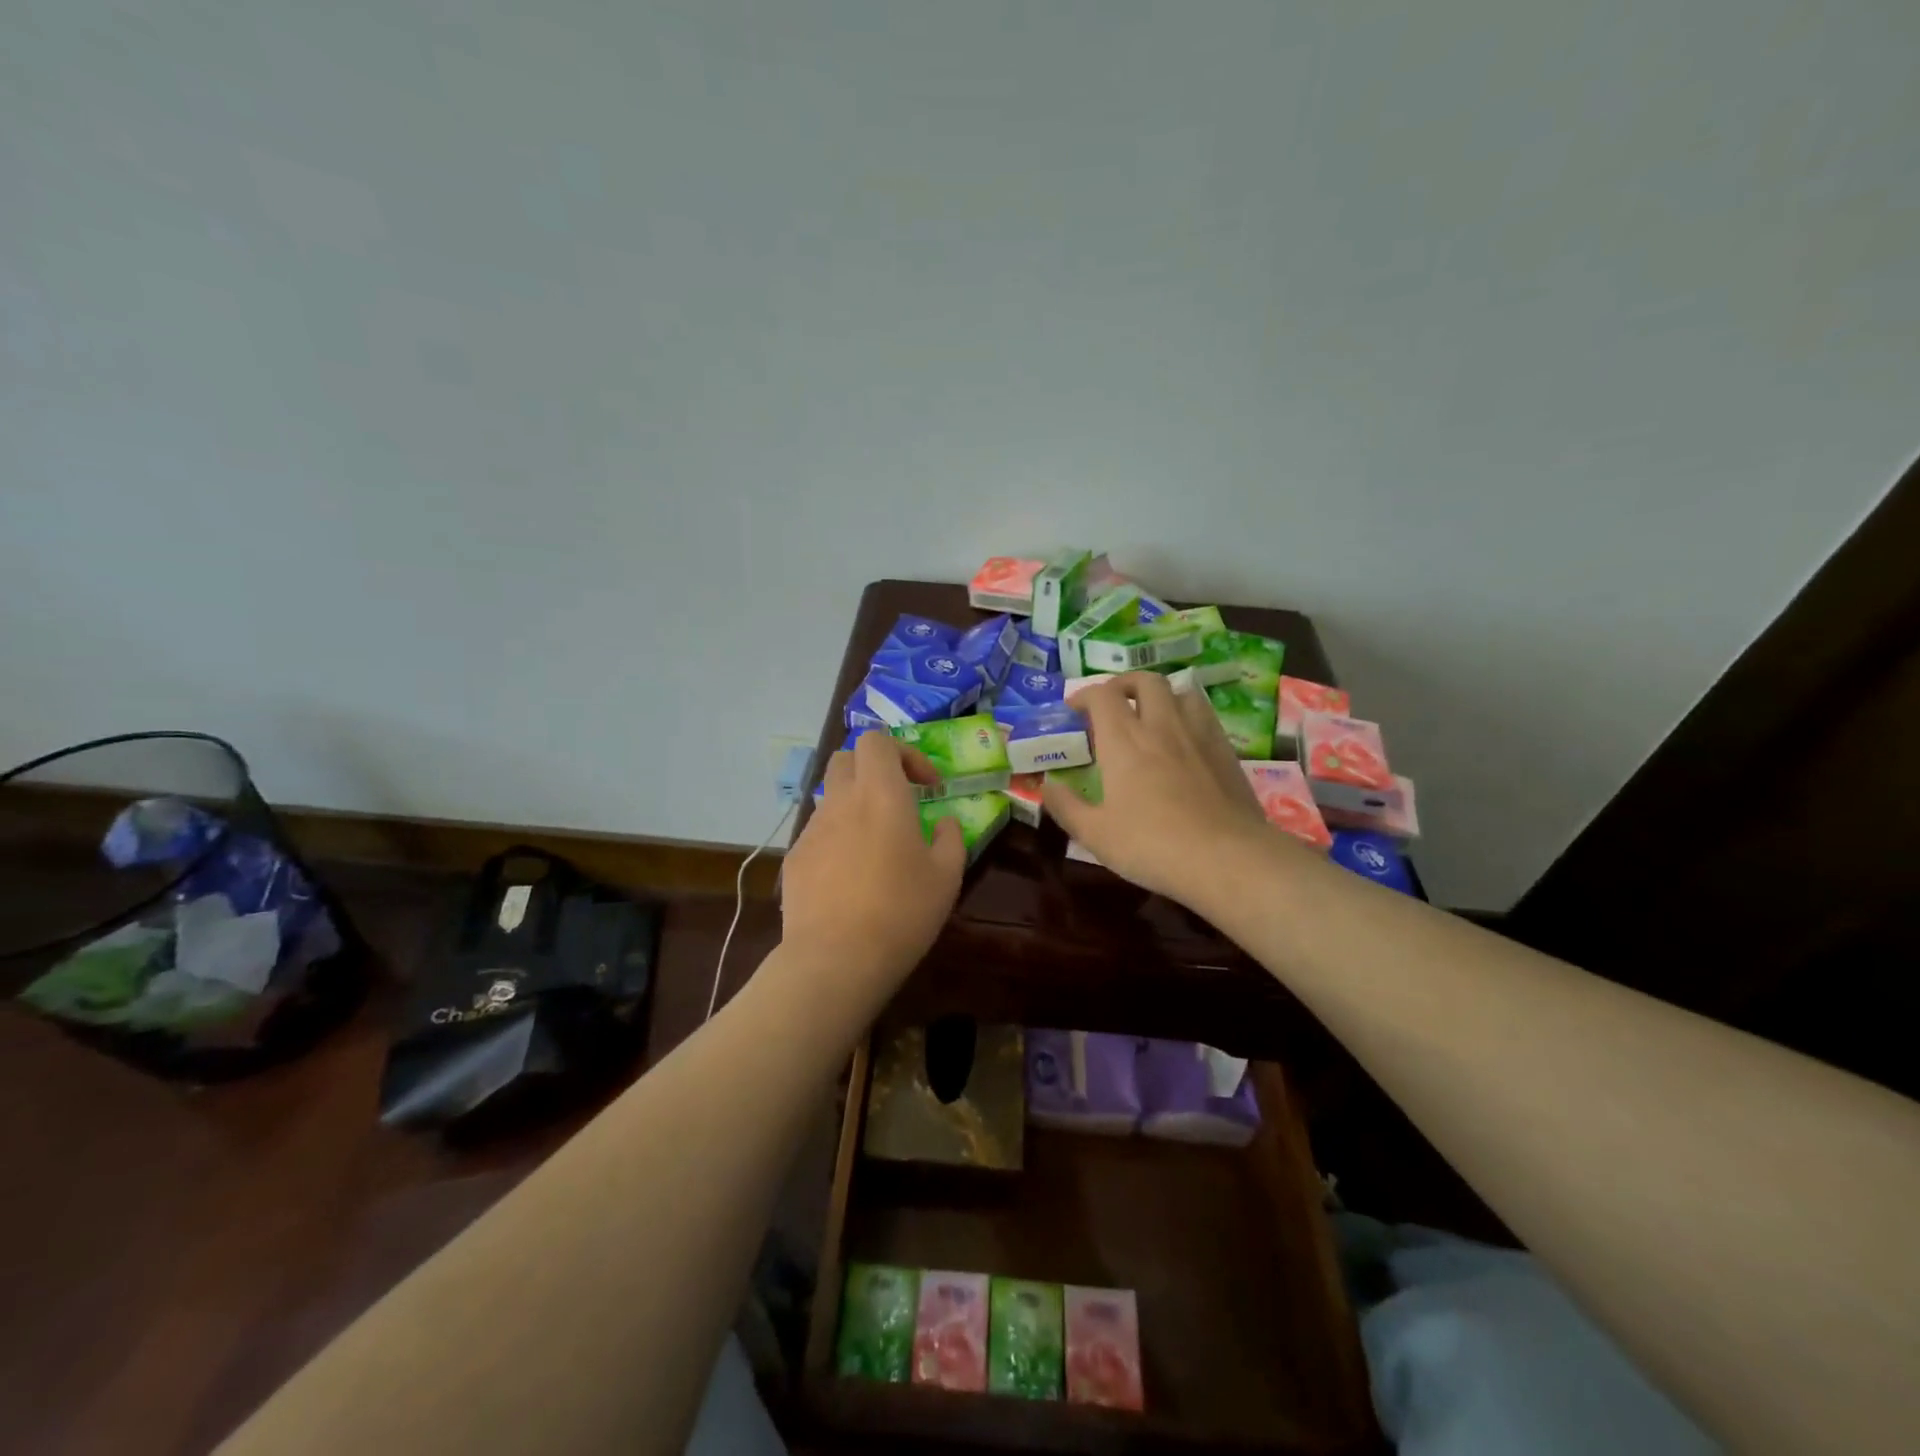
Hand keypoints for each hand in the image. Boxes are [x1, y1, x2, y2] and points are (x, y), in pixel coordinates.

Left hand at [781, 731, 965, 985]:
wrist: (835, 959)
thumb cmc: (901, 912)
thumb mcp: (947, 876)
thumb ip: (951, 838)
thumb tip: (945, 822)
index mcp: (881, 795)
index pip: (877, 740)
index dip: (904, 753)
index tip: (927, 786)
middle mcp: (841, 801)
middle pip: (846, 758)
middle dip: (873, 769)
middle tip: (898, 801)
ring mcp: (812, 829)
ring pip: (831, 796)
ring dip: (855, 805)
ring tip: (876, 845)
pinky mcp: (795, 858)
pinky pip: (818, 832)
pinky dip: (837, 838)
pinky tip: (850, 877)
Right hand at [1042, 672, 1270, 902]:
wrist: (1226, 858)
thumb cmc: (1152, 845)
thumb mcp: (1095, 834)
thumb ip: (1066, 807)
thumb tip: (1046, 786)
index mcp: (1123, 740)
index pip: (1102, 695)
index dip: (1084, 695)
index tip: (1074, 710)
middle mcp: (1160, 725)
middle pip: (1144, 681)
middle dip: (1124, 685)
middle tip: (1113, 704)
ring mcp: (1198, 734)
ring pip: (1180, 691)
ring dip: (1160, 695)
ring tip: (1151, 715)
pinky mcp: (1226, 750)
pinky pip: (1205, 715)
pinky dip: (1188, 715)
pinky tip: (1185, 739)